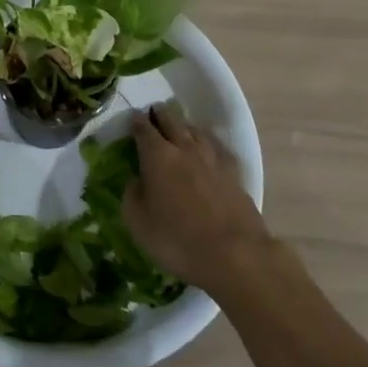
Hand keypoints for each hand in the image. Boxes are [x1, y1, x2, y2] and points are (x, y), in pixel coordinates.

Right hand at [123, 102, 275, 297]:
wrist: (234, 255)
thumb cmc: (177, 239)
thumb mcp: (138, 223)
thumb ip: (132, 196)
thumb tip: (136, 180)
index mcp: (158, 156)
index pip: (143, 129)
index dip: (136, 121)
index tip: (133, 117)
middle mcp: (185, 149)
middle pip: (172, 121)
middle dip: (161, 114)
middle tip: (154, 111)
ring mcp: (213, 159)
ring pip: (196, 131)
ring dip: (185, 126)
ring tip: (180, 127)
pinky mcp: (234, 174)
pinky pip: (217, 149)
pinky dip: (208, 144)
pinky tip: (209, 150)